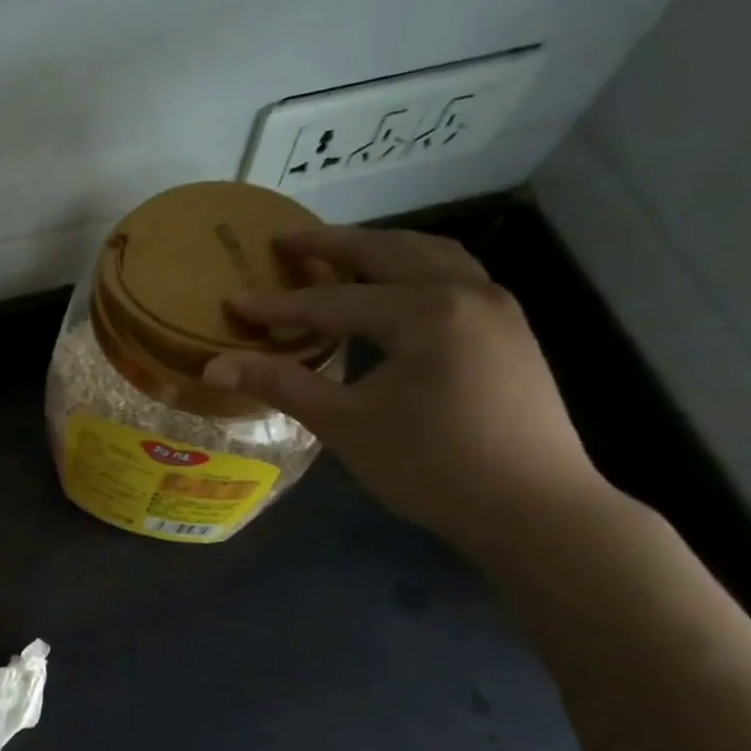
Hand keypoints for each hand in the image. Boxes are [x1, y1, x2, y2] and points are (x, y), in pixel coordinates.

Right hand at [203, 225, 608, 558]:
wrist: (536, 511)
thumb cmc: (433, 466)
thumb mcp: (346, 424)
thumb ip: (282, 385)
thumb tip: (214, 368)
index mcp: (425, 311)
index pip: (333, 301)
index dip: (279, 305)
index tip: (234, 302)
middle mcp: (466, 293)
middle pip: (388, 252)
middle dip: (333, 245)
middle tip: (285, 240)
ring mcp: (498, 309)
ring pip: (431, 256)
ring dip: (380, 247)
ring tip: (340, 253)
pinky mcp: (511, 332)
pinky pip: (454, 277)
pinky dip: (414, 268)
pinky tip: (396, 290)